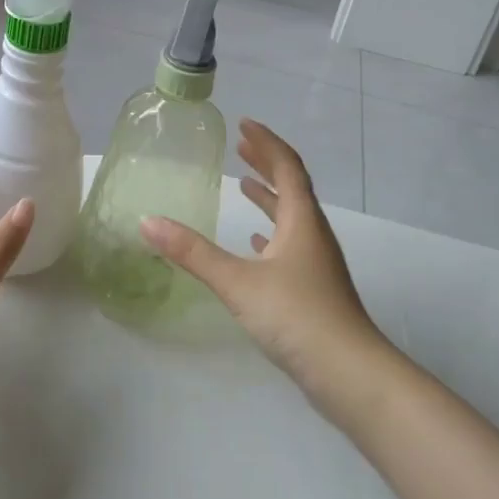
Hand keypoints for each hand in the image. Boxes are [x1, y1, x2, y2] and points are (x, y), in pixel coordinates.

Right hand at [140, 119, 387, 396]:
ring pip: (291, 217)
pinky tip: (256, 242)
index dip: (266, 143)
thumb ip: (193, 253)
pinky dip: (271, 233)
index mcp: (301, 221)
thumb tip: (148, 221)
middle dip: (266, 164)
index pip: (286, 167)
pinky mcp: (313, 290)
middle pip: (292, 187)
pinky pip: (290, 247)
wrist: (350, 375)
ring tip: (244, 185)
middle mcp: (312, 235)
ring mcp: (316, 264)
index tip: (244, 124)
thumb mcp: (239, 282)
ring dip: (268, 197)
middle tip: (241, 146)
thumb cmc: (297, 317)